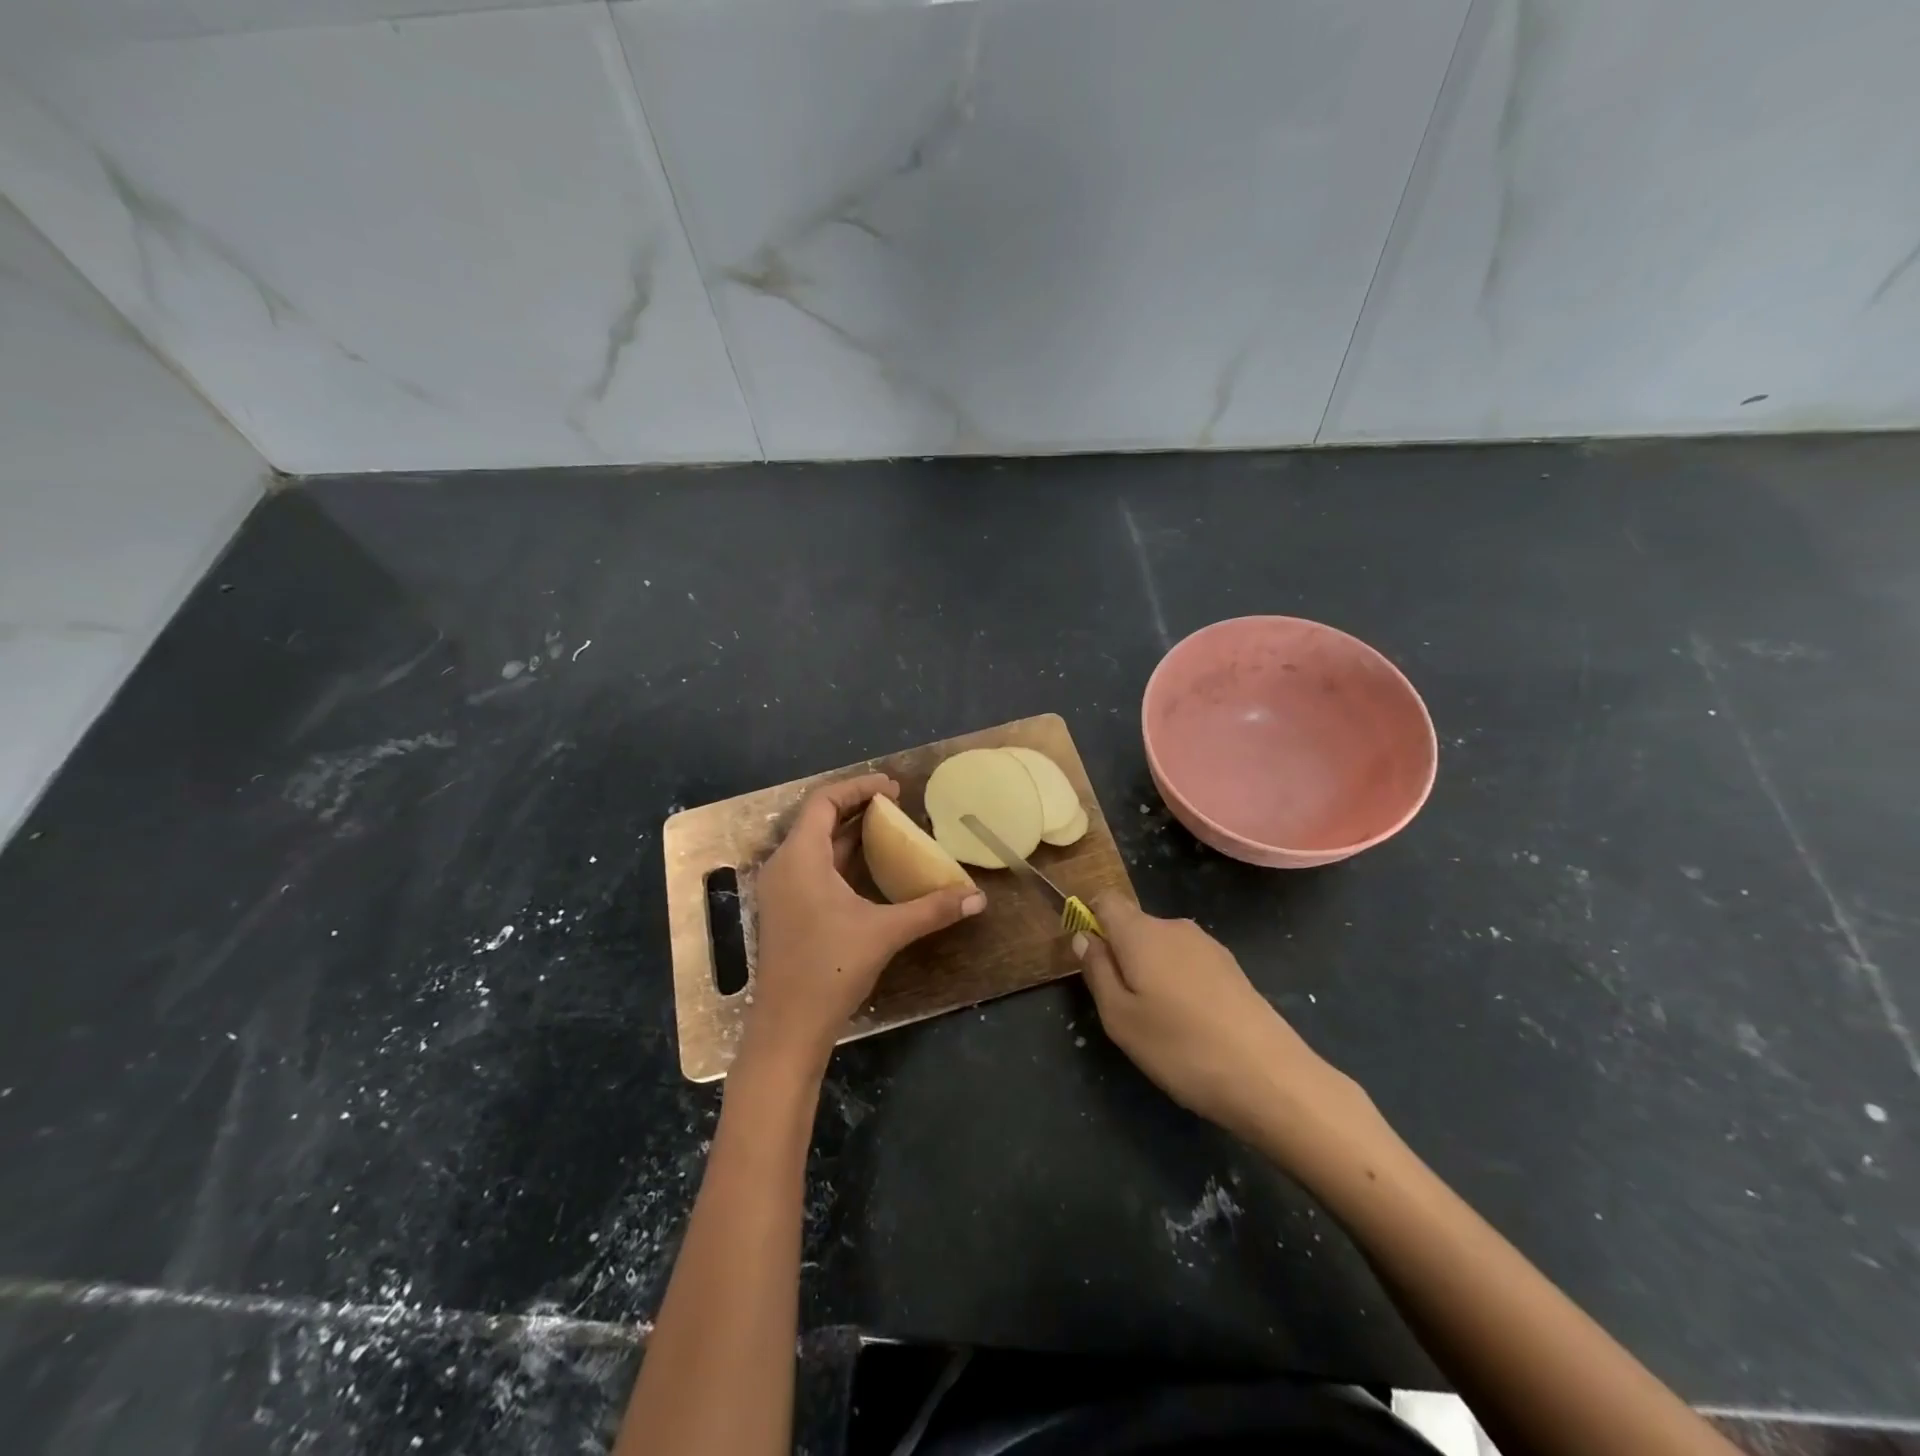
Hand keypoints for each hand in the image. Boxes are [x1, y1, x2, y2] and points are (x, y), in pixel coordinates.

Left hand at [744, 774, 984, 1073]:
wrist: (788, 1027)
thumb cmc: (830, 969)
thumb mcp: (885, 932)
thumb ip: (932, 909)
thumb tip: (978, 898)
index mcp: (800, 858)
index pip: (824, 801)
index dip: (858, 787)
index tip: (893, 787)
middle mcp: (784, 866)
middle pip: (817, 819)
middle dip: (856, 806)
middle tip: (896, 804)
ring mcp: (781, 890)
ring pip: (814, 844)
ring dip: (848, 832)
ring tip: (888, 828)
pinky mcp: (786, 910)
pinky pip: (812, 866)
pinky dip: (840, 856)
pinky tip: (868, 867)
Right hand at [1075, 894, 1366, 1146]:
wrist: (1270, 1077)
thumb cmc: (1180, 1047)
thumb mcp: (1119, 1018)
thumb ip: (1097, 971)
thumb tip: (1084, 936)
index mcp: (1140, 932)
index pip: (1105, 899)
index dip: (1091, 920)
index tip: (1091, 961)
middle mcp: (1174, 926)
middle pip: (1134, 925)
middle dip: (1121, 954)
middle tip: (1124, 1007)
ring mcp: (1208, 945)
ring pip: (1162, 946)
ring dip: (1151, 971)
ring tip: (1161, 1022)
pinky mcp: (1232, 967)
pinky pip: (1188, 962)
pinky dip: (1179, 983)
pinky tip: (1192, 1024)